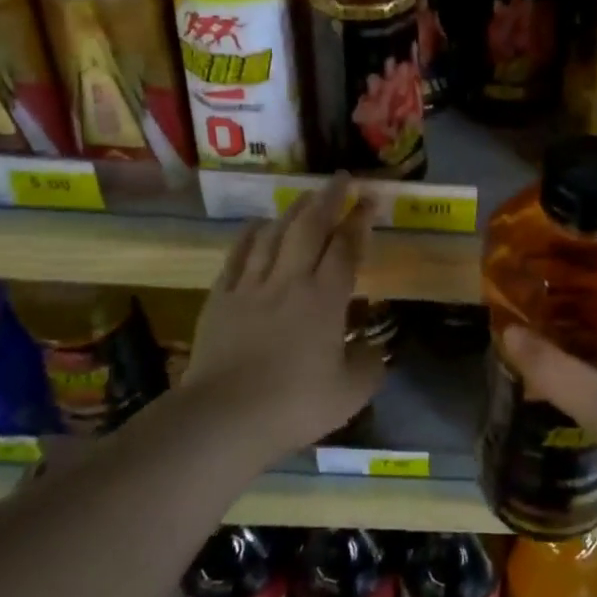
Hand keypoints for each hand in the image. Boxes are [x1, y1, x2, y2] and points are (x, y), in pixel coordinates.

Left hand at [184, 175, 380, 466]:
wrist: (223, 418)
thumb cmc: (294, 404)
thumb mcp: (350, 393)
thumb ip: (369, 366)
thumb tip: (376, 350)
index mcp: (326, 299)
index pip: (347, 247)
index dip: (360, 219)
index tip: (370, 198)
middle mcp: (290, 281)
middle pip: (310, 227)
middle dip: (328, 198)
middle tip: (341, 178)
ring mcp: (251, 286)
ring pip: (274, 234)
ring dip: (292, 211)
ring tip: (305, 196)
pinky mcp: (221, 298)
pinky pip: (237, 256)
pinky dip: (250, 235)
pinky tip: (257, 224)